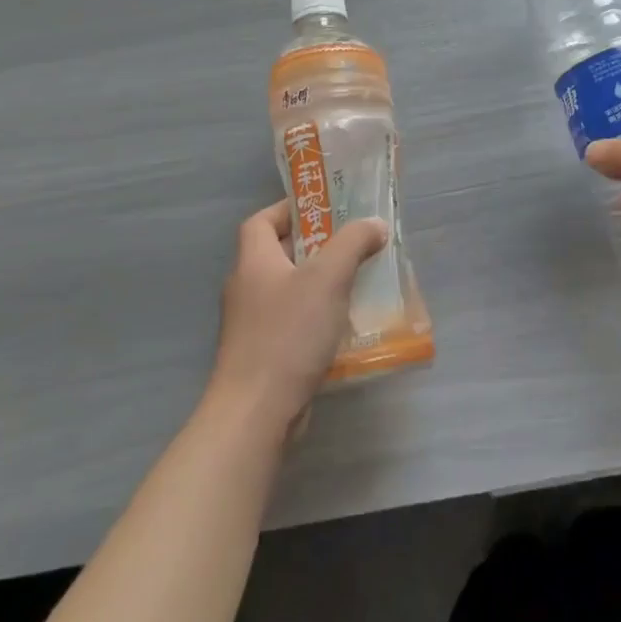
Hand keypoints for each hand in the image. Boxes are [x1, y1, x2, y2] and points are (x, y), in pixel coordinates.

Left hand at [206, 202, 388, 438]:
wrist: (256, 413)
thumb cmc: (289, 334)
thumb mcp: (328, 277)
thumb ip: (353, 243)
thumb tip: (374, 224)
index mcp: (253, 261)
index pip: (261, 221)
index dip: (289, 209)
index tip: (325, 208)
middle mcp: (247, 288)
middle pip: (279, 254)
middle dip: (317, 246)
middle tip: (353, 243)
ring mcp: (253, 325)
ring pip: (290, 290)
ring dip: (321, 283)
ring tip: (358, 280)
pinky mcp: (264, 354)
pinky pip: (294, 322)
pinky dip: (318, 316)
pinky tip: (346, 324)